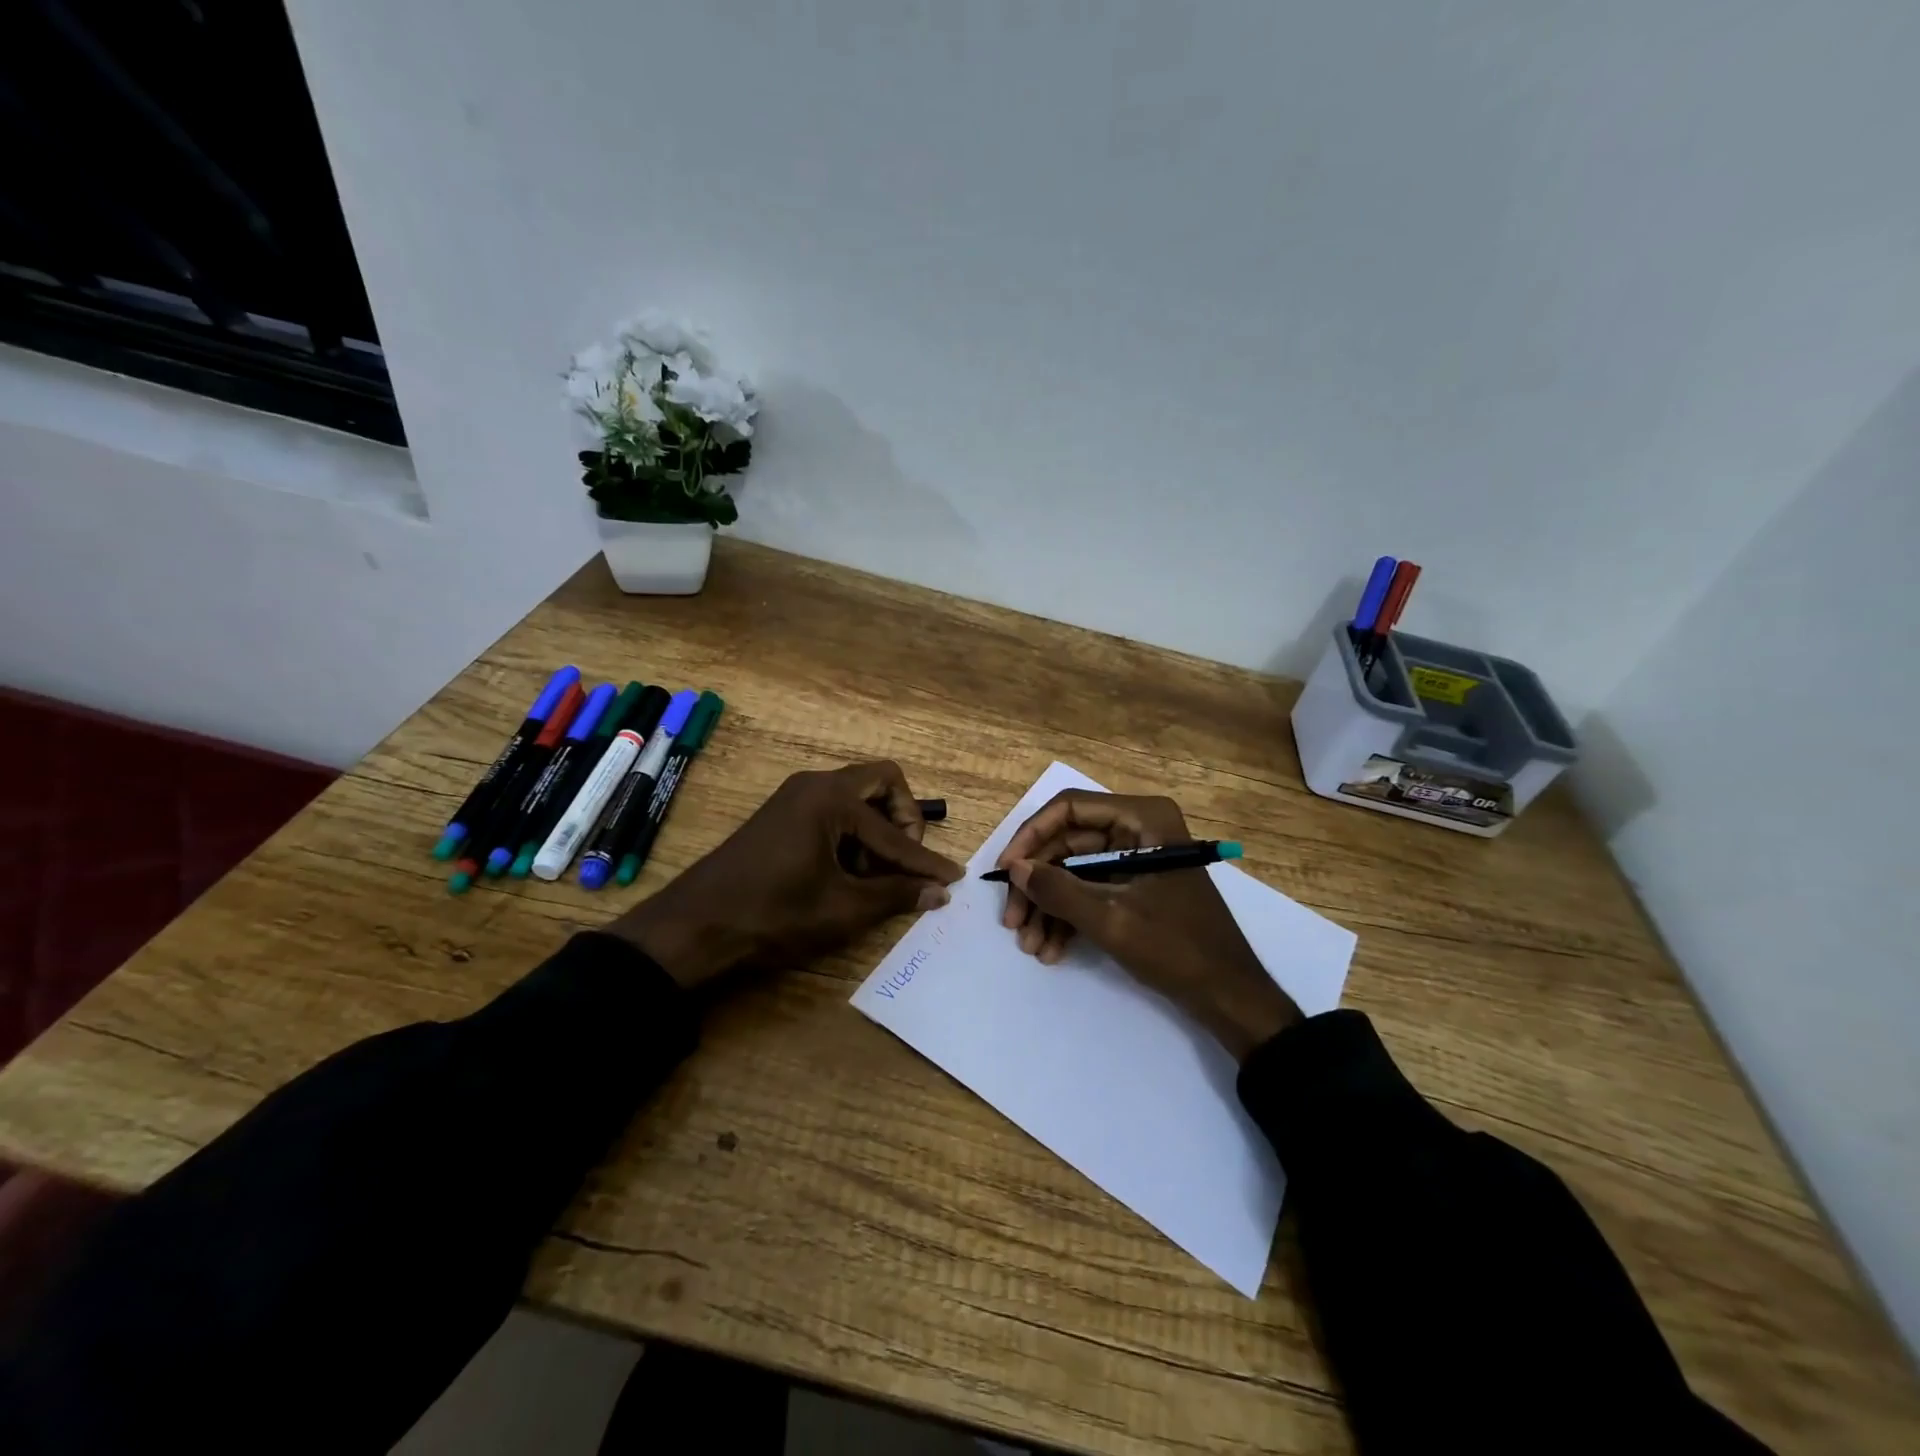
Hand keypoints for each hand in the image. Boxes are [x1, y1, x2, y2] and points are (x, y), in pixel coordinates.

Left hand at [611, 761, 962, 989]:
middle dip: (904, 821)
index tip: (952, 879)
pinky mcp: (784, 813)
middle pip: (882, 783)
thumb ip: (895, 895)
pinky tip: (846, 873)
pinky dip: (852, 834)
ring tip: (873, 876)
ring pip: (857, 796)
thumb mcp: (842, 909)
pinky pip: (834, 809)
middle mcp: (816, 784)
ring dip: (876, 829)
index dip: (925, 861)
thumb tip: (940, 892)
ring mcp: (796, 795)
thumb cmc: (773, 915)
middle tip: (905, 862)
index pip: (894, 832)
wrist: (696, 925)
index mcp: (831, 799)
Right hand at [996, 790, 1300, 1061]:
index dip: (1031, 837)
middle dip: (1038, 884)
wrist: (1230, 995)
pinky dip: (1068, 916)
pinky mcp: (1134, 884)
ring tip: (1031, 946)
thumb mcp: (1111, 920)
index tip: (1006, 872)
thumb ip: (1059, 890)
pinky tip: (1051, 949)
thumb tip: (1015, 869)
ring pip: (1073, 869)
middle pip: (1067, 842)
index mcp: (1143, 818)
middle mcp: (1138, 828)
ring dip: (1049, 906)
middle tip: (1013, 922)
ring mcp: (1136, 857)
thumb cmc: (1177, 949)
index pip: (1069, 809)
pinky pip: (1090, 889)